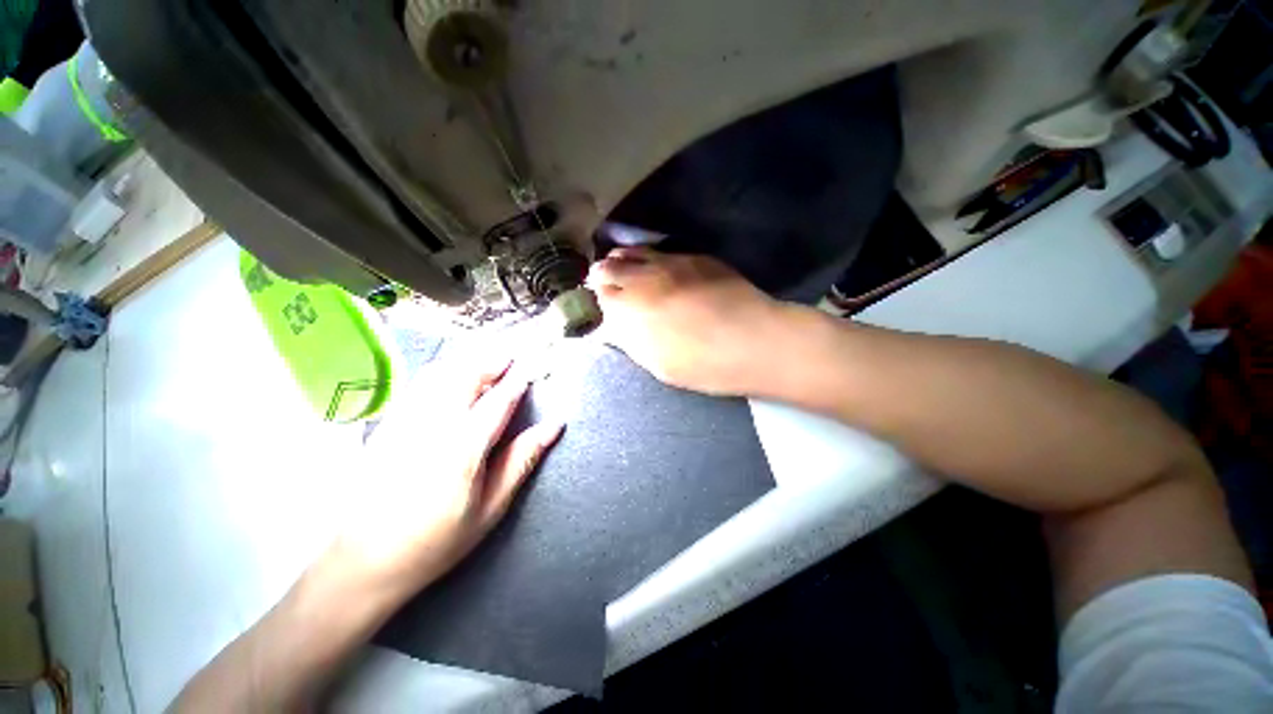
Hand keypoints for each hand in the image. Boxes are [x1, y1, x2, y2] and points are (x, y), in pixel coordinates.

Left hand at [330, 356, 562, 597]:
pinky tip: (450, 378)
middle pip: (465, 377)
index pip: (498, 401)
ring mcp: (404, 423)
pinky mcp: (386, 427)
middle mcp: (432, 427)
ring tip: (486, 362)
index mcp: (463, 448)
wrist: (363, 562)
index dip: (517, 382)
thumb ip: (522, 460)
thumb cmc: (436, 541)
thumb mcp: (491, 508)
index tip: (531, 369)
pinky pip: (417, 386)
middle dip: (491, 363)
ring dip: (466, 363)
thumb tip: (554, 427)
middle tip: (510, 358)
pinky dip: (440, 373)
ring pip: (439, 375)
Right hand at [589, 248, 789, 395]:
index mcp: (630, 309)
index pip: (600, 295)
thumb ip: (630, 342)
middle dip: (603, 275)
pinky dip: (650, 257)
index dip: (599, 299)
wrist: (754, 342)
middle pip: (610, 266)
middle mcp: (644, 278)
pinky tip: (657, 268)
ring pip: (634, 251)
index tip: (603, 304)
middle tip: (607, 283)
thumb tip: (614, 328)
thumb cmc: (703, 364)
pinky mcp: (695, 258)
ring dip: (623, 259)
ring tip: (625, 268)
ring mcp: (670, 263)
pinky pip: (662, 251)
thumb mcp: (657, 365)